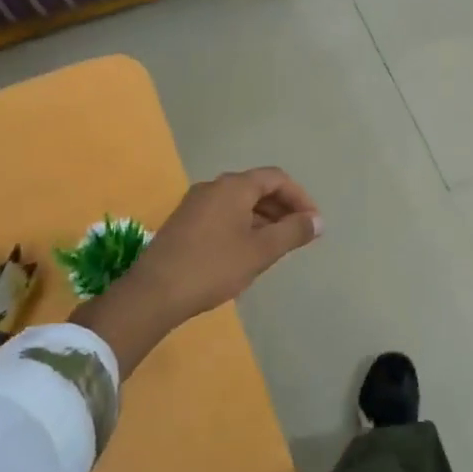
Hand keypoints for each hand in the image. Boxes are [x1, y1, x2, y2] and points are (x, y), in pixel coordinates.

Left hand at [75, 168, 320, 374]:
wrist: (154, 292)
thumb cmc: (213, 267)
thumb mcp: (260, 251)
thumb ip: (292, 232)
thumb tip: (318, 221)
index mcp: (233, 187)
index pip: (276, 178)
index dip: (300, 197)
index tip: (313, 223)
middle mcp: (213, 187)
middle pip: (257, 187)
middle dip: (282, 208)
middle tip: (299, 235)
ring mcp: (195, 203)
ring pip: (239, 202)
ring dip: (263, 219)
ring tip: (277, 246)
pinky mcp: (184, 222)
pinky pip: (223, 214)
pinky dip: (243, 225)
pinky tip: (247, 251)